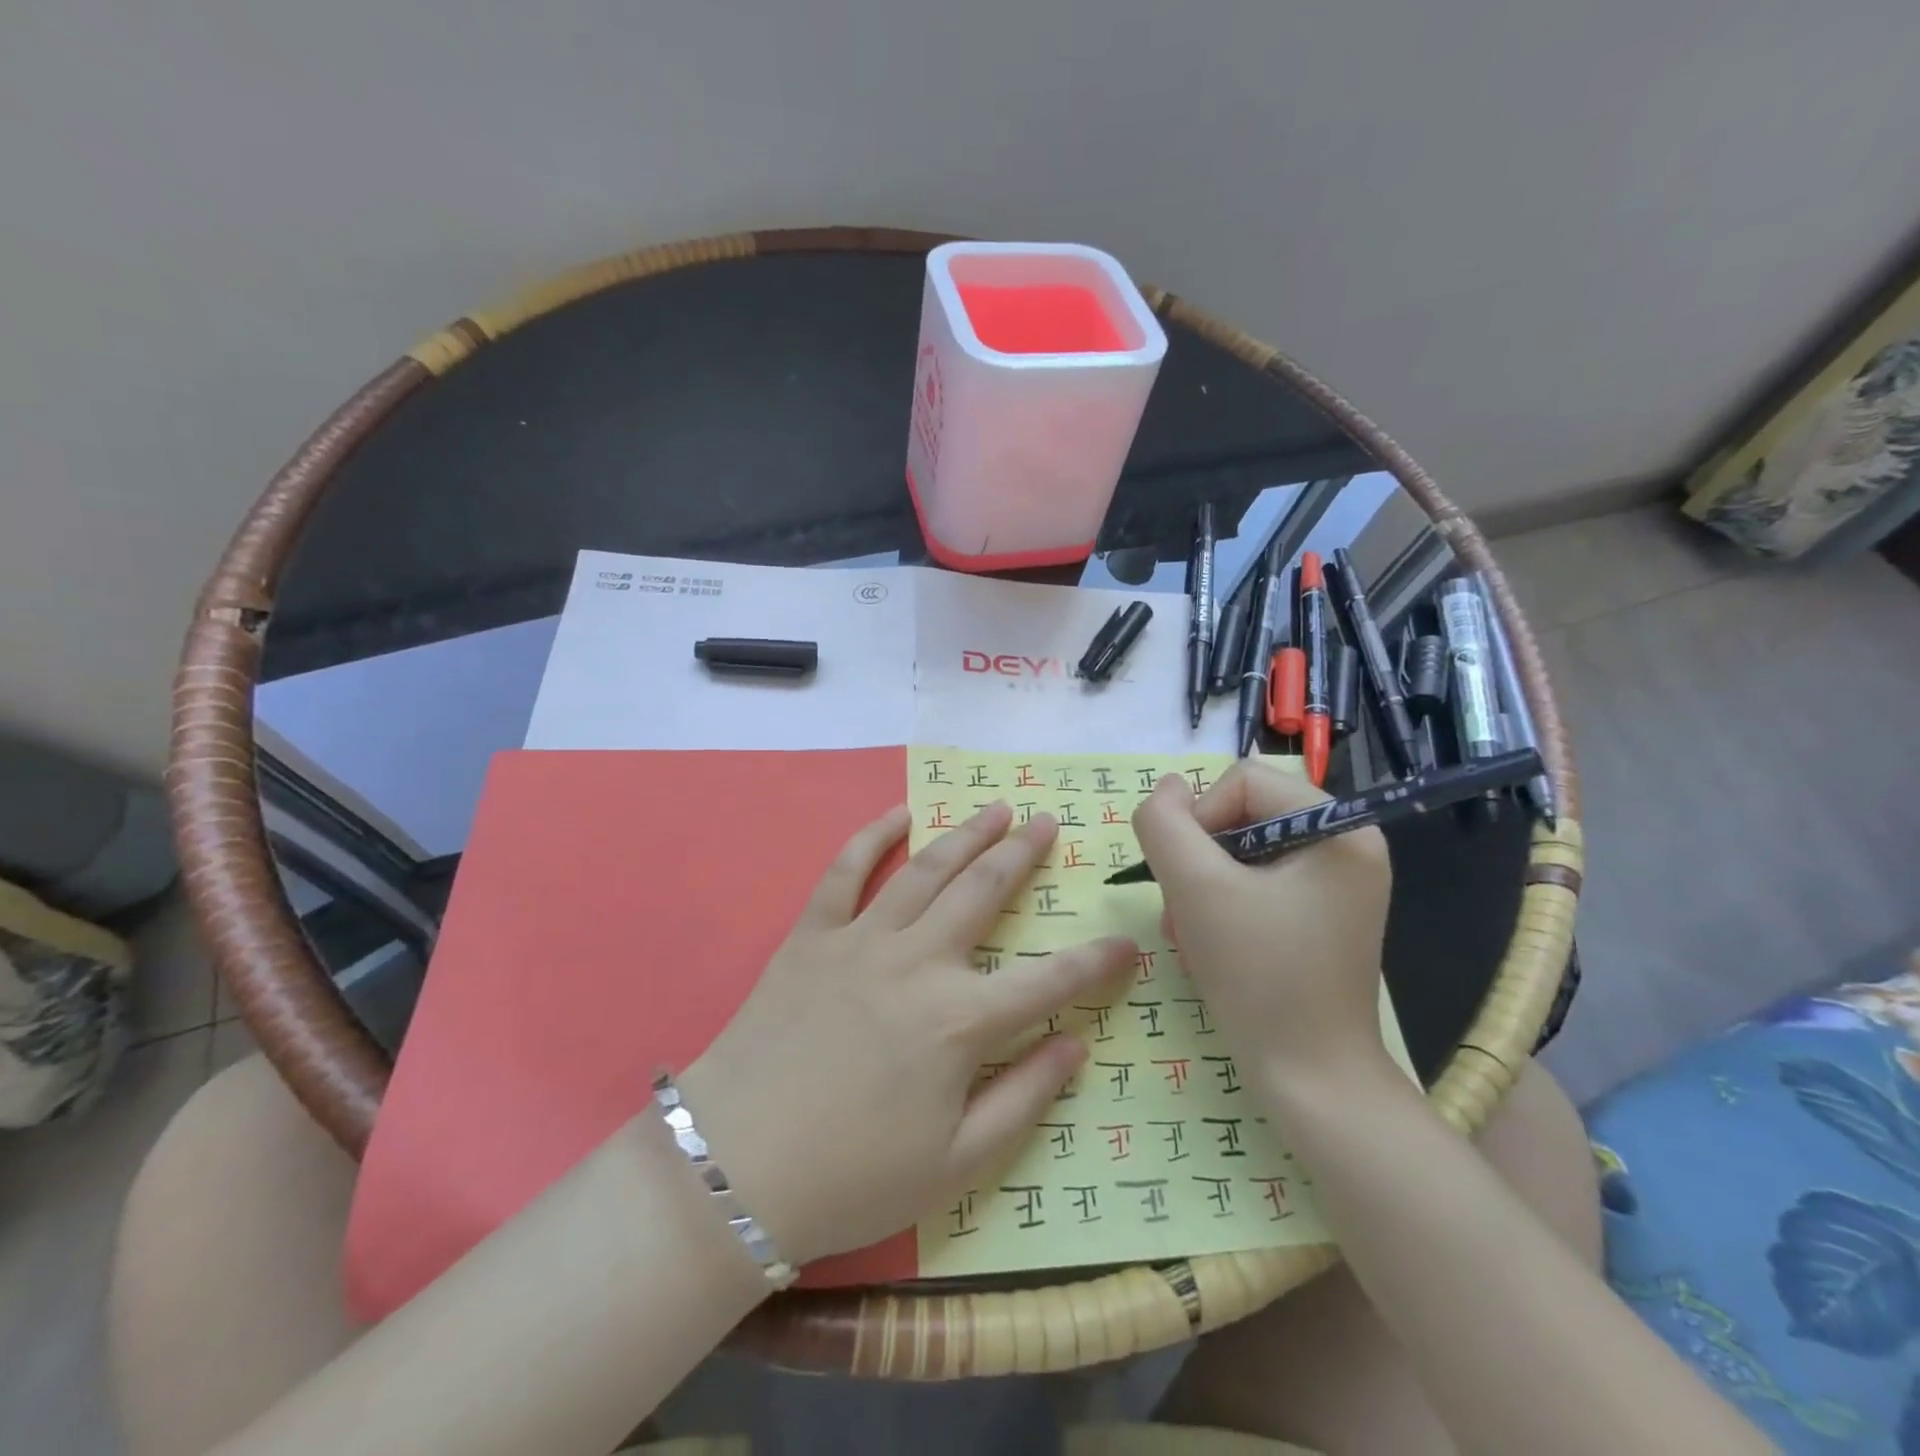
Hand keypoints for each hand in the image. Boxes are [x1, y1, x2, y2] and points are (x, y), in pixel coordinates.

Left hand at [678, 802, 1134, 1267]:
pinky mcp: (812, 935)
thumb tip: (1076, 1045)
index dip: (1097, 962)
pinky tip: (897, 814)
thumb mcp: (956, 1164)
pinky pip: (845, 872)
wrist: (735, 1169)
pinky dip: (871, 837)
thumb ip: (1024, 1098)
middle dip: (1024, 855)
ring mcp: (862, 940)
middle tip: (1048, 823)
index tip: (1128, 944)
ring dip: (966, 834)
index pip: (1050, 981)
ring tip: (996, 810)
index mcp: (961, 1021)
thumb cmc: (852, 1177)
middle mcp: (919, 962)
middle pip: (985, 892)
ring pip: (926, 869)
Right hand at [1131, 762, 1392, 1086]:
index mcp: (1338, 827)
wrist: (1310, 1079)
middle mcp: (1348, 844)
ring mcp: (1337, 882)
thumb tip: (1165, 788)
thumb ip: (1164, 823)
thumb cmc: (1258, 976)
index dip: (1199, 819)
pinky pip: (1257, 880)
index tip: (1187, 879)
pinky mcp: (1321, 912)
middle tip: (1184, 912)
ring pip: (1241, 849)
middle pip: (1242, 813)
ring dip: (1201, 885)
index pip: (1242, 779)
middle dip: (1199, 860)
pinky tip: (1209, 942)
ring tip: (1191, 932)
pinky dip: (1221, 903)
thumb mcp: (1195, 888)